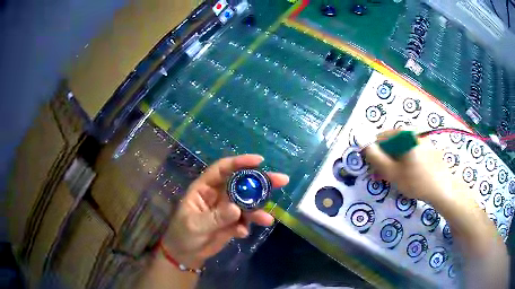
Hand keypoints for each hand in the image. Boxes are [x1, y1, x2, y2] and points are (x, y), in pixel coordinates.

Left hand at [162, 154, 288, 267]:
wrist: (186, 254)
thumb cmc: (182, 234)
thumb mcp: (195, 225)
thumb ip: (215, 217)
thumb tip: (236, 208)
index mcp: (205, 188)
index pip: (223, 169)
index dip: (240, 162)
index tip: (259, 161)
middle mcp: (218, 195)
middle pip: (241, 184)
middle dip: (261, 182)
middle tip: (282, 180)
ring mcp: (227, 210)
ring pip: (247, 203)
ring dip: (258, 210)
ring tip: (267, 219)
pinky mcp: (232, 223)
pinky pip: (245, 221)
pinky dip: (247, 225)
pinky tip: (241, 233)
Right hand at [363, 130, 465, 204]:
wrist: (443, 188)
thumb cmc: (416, 181)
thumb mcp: (392, 172)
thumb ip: (376, 158)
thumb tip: (365, 145)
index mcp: (404, 134)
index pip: (380, 138)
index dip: (375, 154)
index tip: (376, 169)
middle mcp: (413, 132)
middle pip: (392, 143)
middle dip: (386, 159)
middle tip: (386, 177)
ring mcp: (422, 139)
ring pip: (402, 148)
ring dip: (396, 162)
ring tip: (398, 178)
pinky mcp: (429, 147)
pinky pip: (412, 151)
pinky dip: (406, 161)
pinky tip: (410, 175)